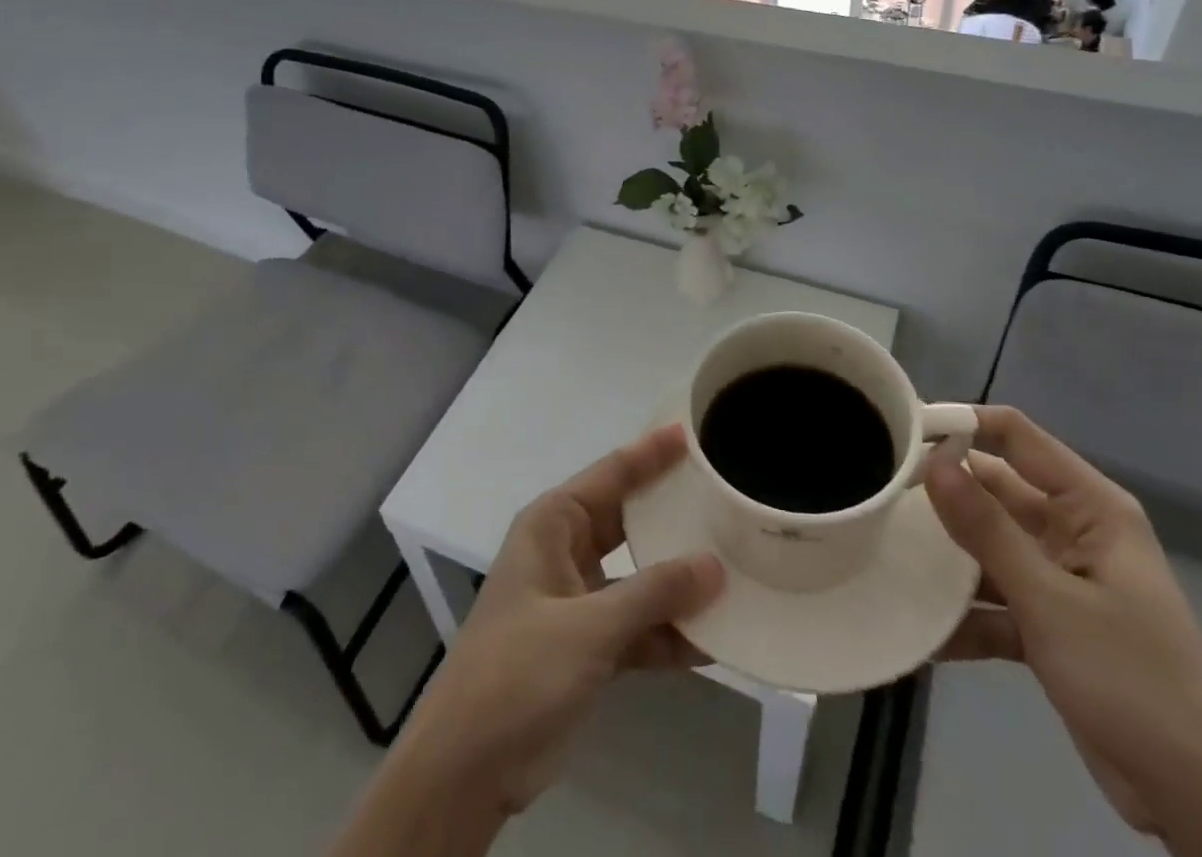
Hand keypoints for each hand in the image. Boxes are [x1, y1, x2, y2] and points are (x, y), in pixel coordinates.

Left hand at [338, 423, 722, 854]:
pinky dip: (668, 633)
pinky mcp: (588, 646)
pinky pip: (638, 626)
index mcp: (553, 525)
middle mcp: (566, 551)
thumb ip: (653, 594)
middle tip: (724, 496)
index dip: (651, 453)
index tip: (691, 432)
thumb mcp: (588, 627)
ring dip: (678, 581)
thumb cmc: (518, 672)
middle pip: (629, 520)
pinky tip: (714, 640)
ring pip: (638, 575)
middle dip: (673, 514)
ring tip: (734, 567)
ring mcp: (578, 600)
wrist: (467, 767)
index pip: (611, 474)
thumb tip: (715, 566)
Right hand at [926, 408, 1201, 854]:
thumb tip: (933, 462)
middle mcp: (1072, 531)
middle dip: (942, 494)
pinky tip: (918, 629)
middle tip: (878, 492)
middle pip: (994, 490)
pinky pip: (993, 602)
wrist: (1201, 805)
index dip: (962, 425)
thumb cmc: (1133, 680)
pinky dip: (962, 615)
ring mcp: (1059, 579)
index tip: (903, 433)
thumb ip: (987, 530)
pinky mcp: (1049, 624)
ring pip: (988, 547)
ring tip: (885, 552)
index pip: (1016, 436)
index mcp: (1089, 507)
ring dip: (946, 558)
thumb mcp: (1051, 601)